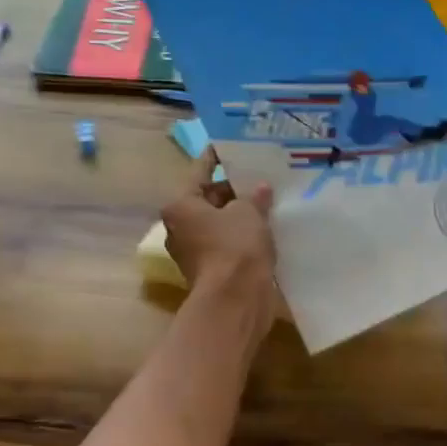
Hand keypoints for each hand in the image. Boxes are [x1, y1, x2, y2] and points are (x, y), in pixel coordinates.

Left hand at [160, 150, 275, 295]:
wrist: (235, 300)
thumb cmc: (235, 247)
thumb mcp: (248, 212)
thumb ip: (253, 196)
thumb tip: (260, 188)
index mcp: (180, 205)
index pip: (200, 171)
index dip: (216, 157)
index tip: (227, 144)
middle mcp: (179, 227)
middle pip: (207, 199)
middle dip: (233, 189)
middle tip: (258, 176)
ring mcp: (192, 251)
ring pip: (218, 223)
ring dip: (239, 214)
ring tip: (266, 201)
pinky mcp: (209, 270)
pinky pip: (225, 243)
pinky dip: (241, 235)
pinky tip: (264, 228)